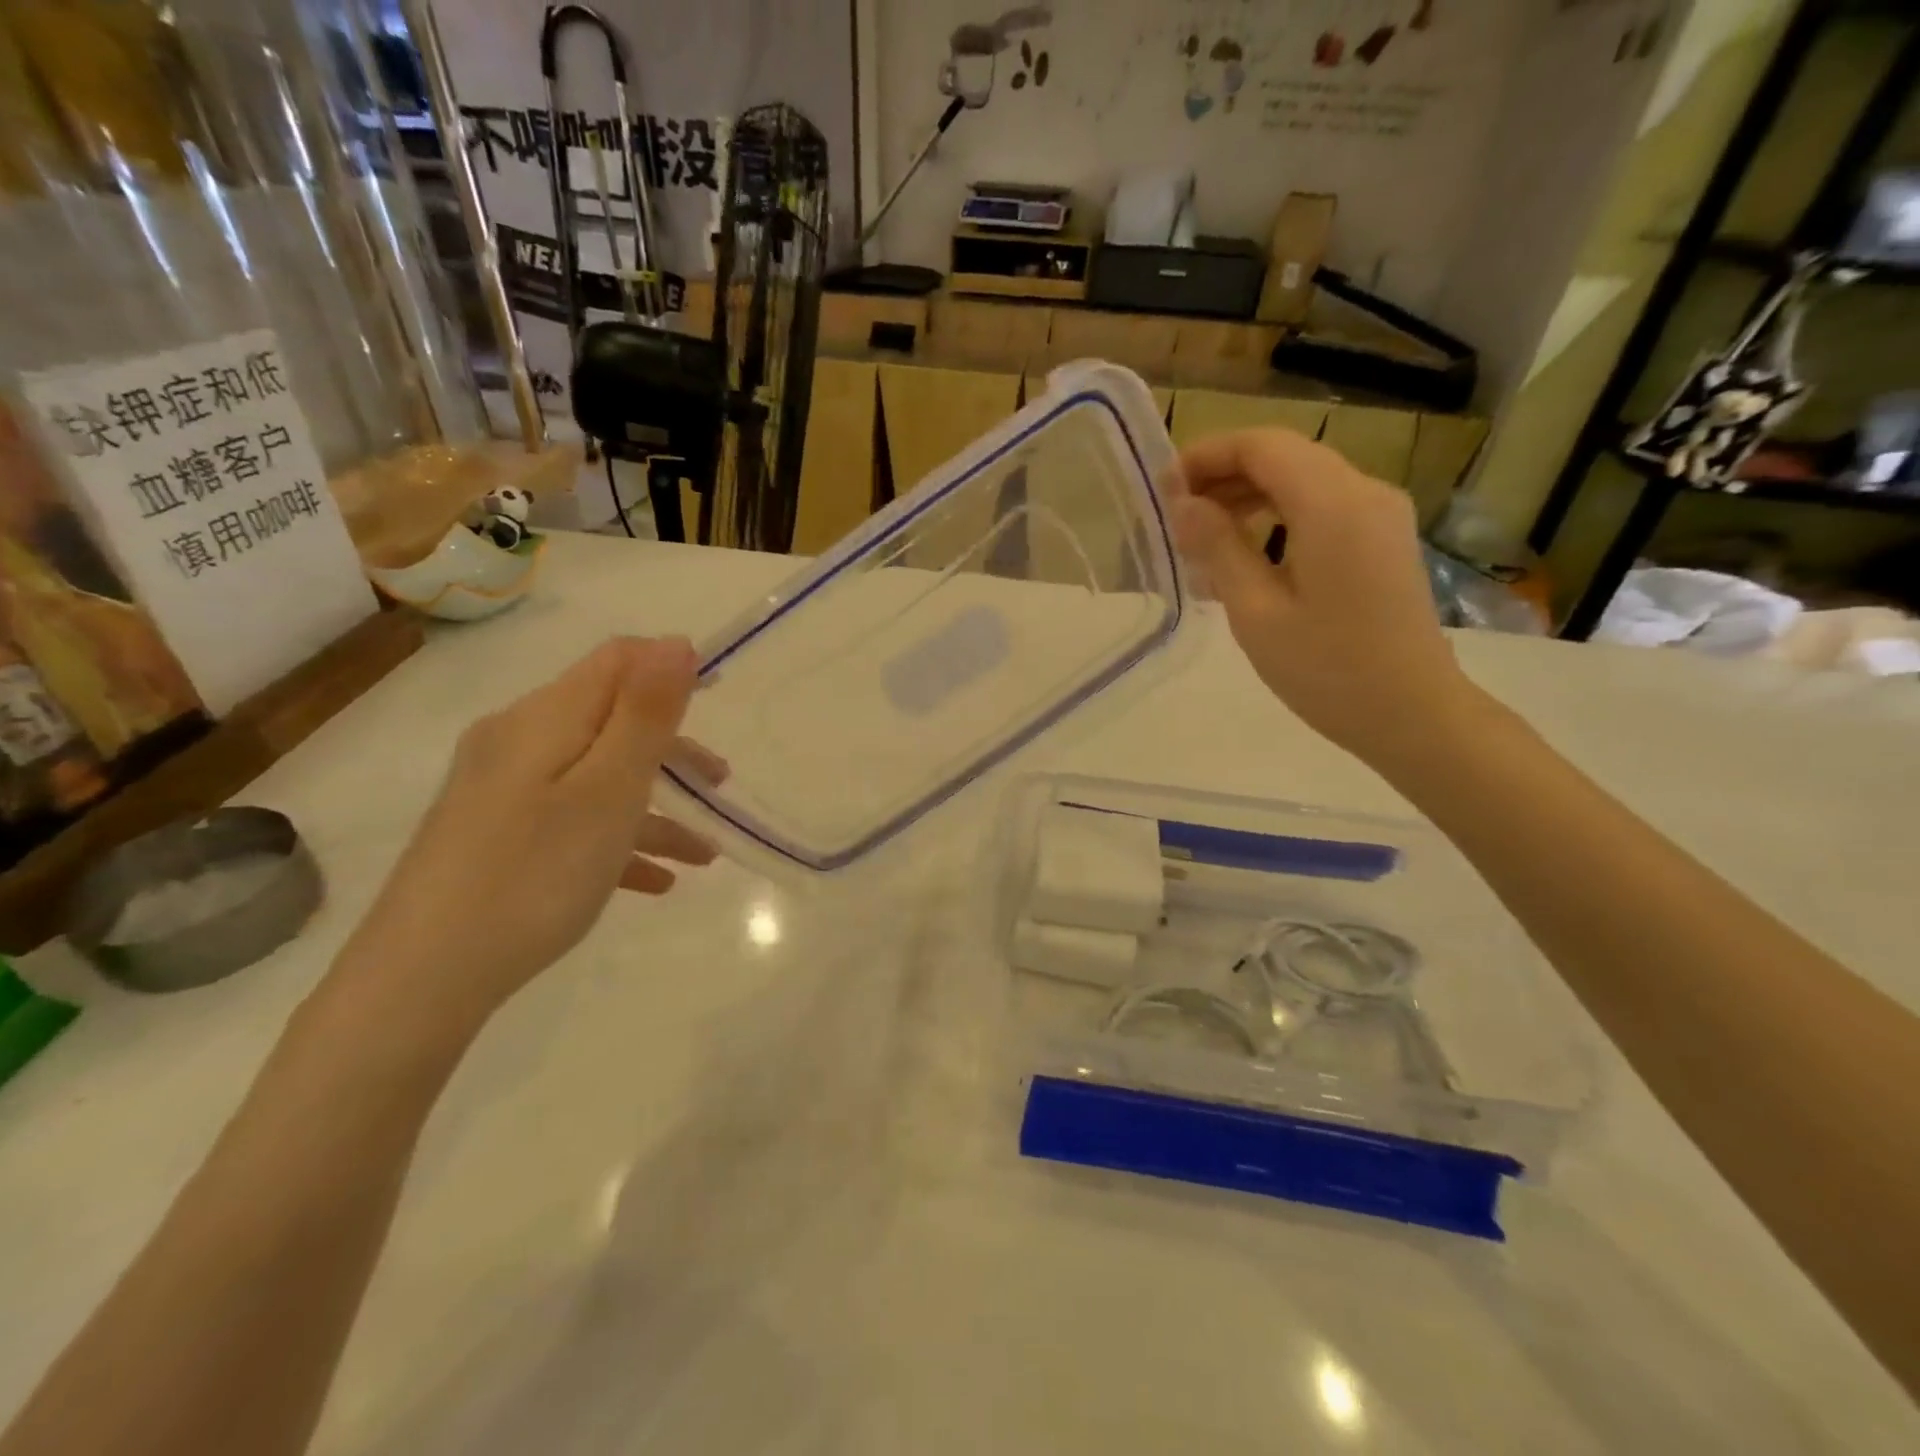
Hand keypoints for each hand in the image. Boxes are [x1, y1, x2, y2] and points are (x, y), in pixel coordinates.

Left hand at [331, 637, 723, 1028]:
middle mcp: (518, 742)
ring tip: (703, 854)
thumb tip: (675, 643)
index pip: (617, 660)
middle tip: (720, 786)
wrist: (423, 978)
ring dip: (655, 807)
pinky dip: (618, 840)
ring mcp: (503, 791)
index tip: (719, 700)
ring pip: (596, 778)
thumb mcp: (608, 790)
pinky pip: (572, 821)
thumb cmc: (534, 874)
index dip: (670, 666)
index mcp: (544, 719)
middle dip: (671, 748)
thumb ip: (645, 714)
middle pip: (610, 720)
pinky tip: (654, 883)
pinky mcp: (496, 835)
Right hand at [1171, 428, 1475, 765]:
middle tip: (1175, 515)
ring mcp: (1380, 514)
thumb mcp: (1256, 612)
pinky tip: (1245, 552)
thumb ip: (1218, 547)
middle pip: (1284, 456)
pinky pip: (1321, 507)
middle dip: (1224, 475)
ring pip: (1302, 479)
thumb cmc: (1326, 669)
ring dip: (1248, 495)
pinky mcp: (1382, 538)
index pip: (1262, 446)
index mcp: (1333, 505)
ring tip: (1201, 537)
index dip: (1207, 455)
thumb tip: (1183, 505)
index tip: (1163, 488)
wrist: (1410, 713)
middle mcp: (1364, 492)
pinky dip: (1277, 515)